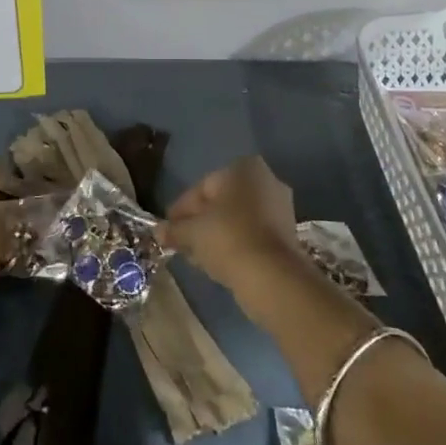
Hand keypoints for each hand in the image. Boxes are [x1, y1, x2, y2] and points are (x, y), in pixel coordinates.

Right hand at [162, 156, 307, 295]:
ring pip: (237, 219)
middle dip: (199, 222)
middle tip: (180, 241)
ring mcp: (280, 208)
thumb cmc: (228, 238)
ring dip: (215, 235)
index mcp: (244, 168)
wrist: (272, 276)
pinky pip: (251, 234)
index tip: (168, 228)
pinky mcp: (286, 235)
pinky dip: (233, 244)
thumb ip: (174, 229)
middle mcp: (266, 180)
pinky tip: (216, 262)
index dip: (181, 209)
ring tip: (195, 256)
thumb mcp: (193, 232)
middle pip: (221, 202)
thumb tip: (158, 232)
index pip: (203, 186)